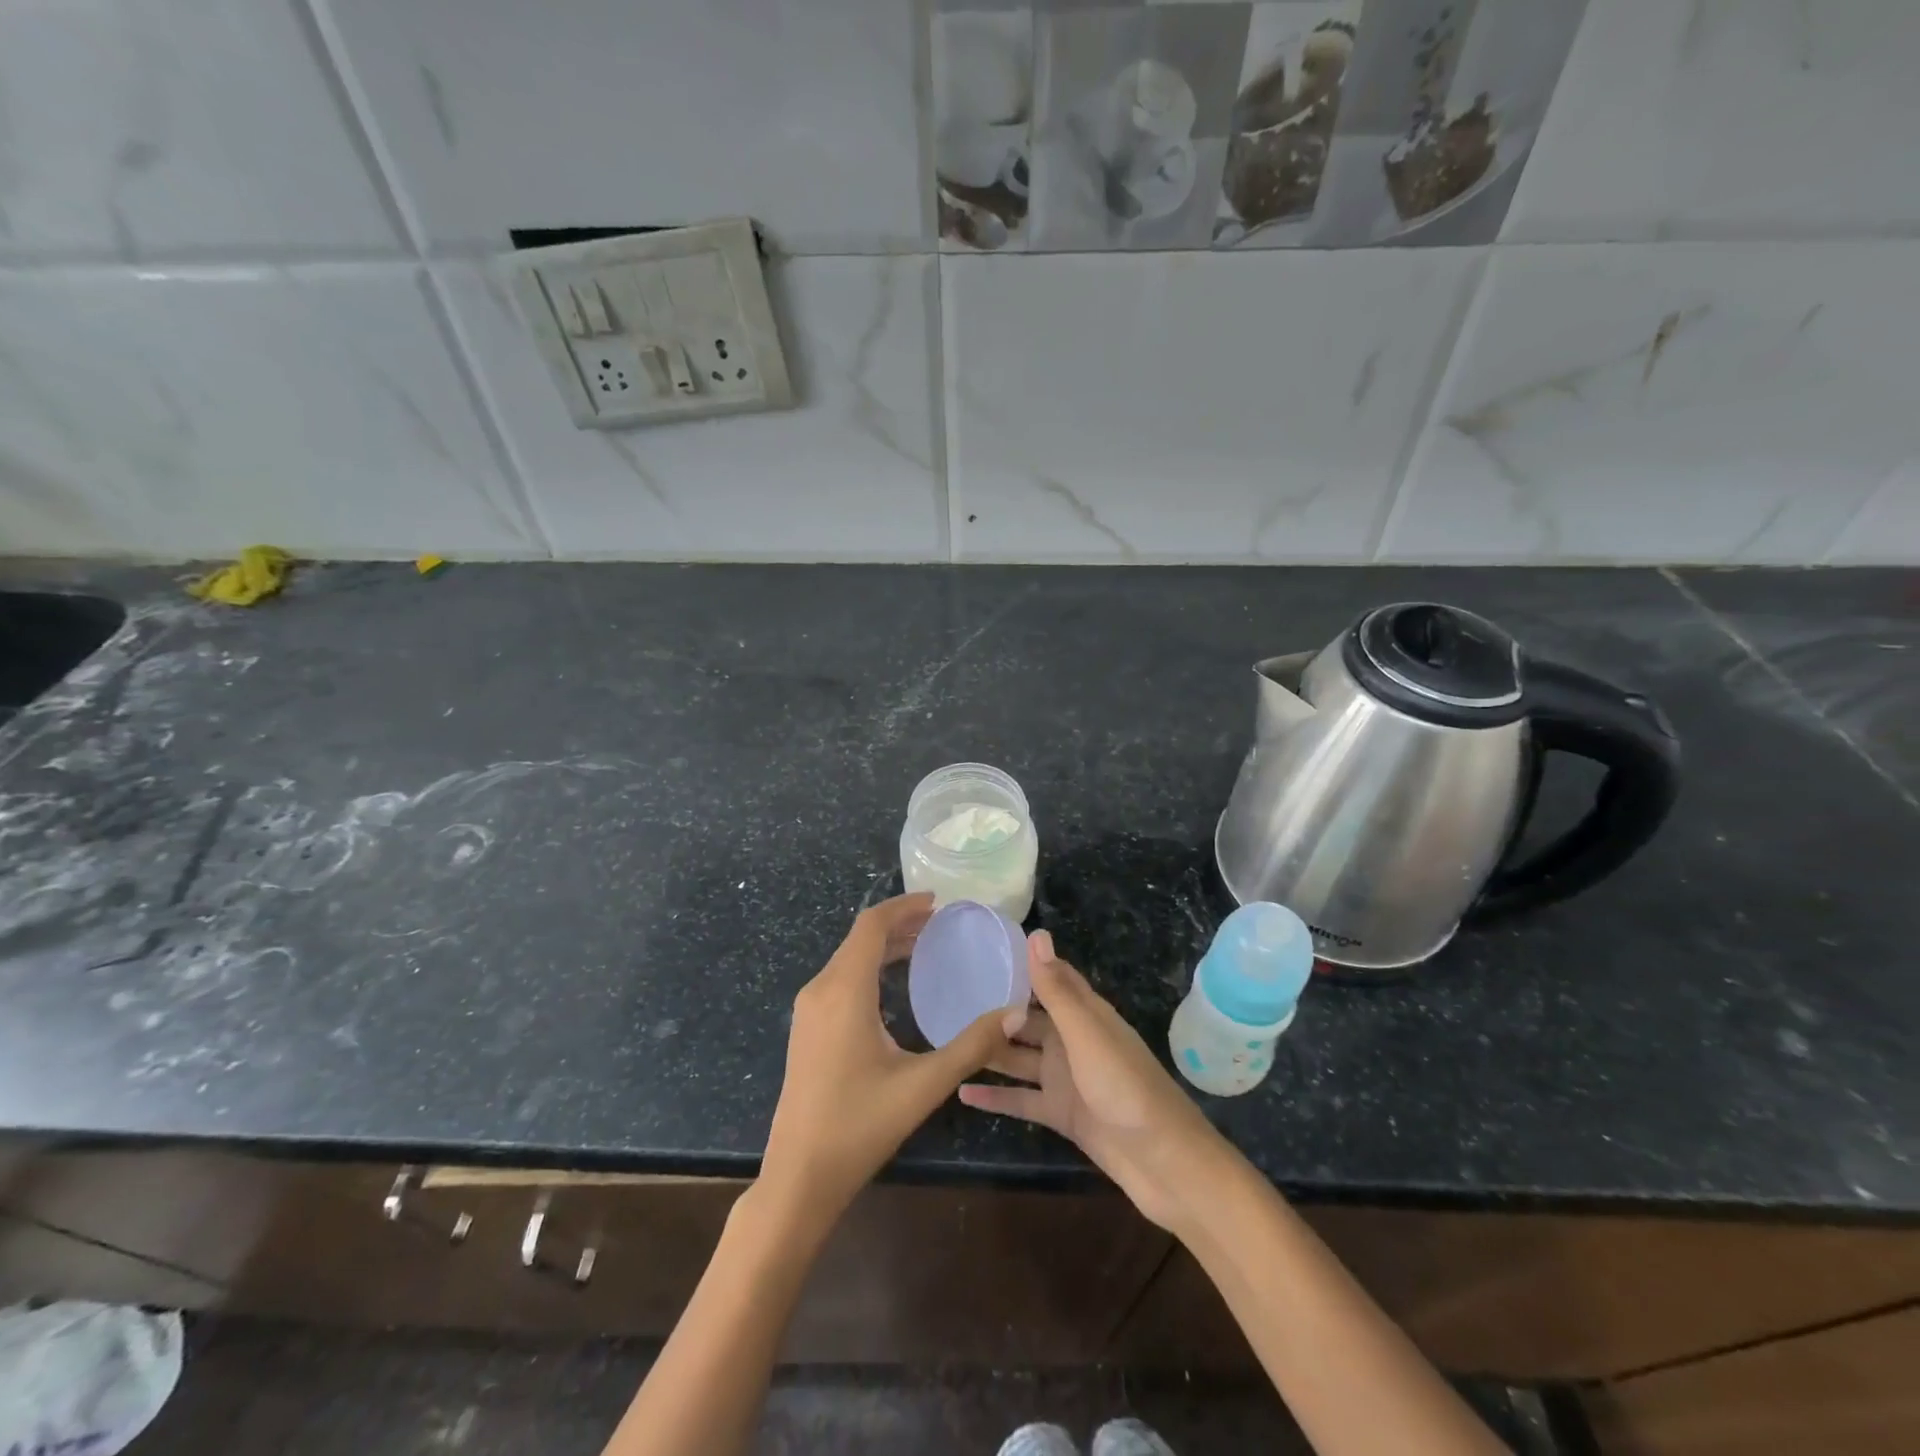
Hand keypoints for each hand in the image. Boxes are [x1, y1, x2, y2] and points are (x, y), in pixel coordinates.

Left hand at [759, 893, 1015, 1232]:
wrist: (798, 1178)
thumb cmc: (859, 1125)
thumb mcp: (923, 1085)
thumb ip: (972, 1046)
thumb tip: (1016, 1012)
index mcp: (844, 991)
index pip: (871, 926)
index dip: (904, 906)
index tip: (939, 902)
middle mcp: (820, 990)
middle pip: (860, 938)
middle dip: (900, 924)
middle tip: (941, 924)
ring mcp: (808, 1010)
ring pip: (848, 958)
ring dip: (884, 946)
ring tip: (924, 946)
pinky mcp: (806, 1029)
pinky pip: (840, 979)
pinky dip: (870, 967)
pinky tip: (895, 986)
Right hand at [959, 930, 1230, 1230]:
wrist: (1164, 1163)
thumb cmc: (1126, 1089)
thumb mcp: (1087, 1035)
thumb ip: (1056, 991)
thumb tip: (1036, 934)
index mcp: (1085, 1015)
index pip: (1051, 978)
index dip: (1022, 964)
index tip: (983, 949)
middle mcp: (1073, 1041)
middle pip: (1028, 1020)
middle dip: (995, 1010)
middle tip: (949, 1001)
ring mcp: (1066, 1079)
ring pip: (1020, 1058)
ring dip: (990, 1051)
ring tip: (947, 1040)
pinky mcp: (1062, 1114)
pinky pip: (1022, 1100)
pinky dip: (995, 1097)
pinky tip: (961, 1091)